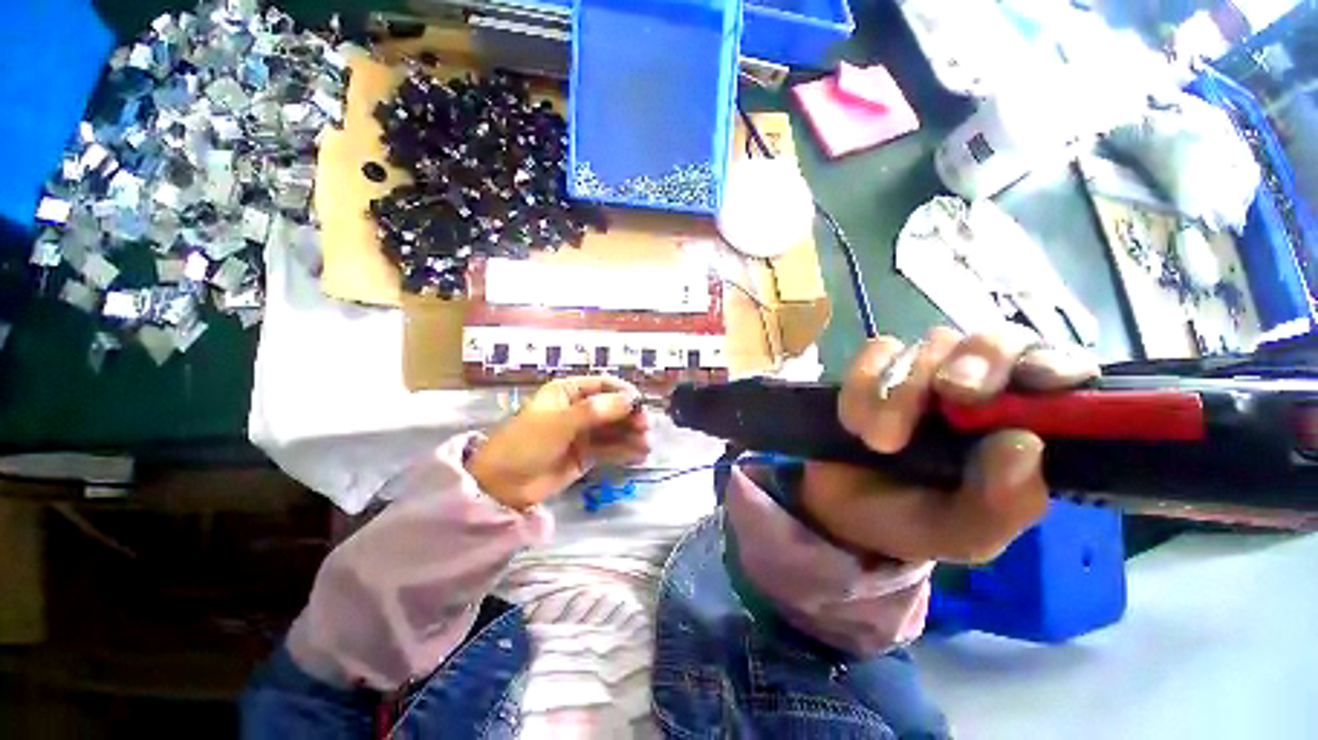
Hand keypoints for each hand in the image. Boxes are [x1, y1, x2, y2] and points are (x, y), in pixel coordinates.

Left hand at [466, 376, 651, 509]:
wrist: (502, 486)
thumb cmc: (526, 444)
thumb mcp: (559, 422)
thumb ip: (595, 411)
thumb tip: (630, 401)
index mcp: (568, 392)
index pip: (603, 385)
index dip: (623, 393)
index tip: (639, 404)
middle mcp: (579, 409)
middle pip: (612, 407)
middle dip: (630, 416)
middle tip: (645, 427)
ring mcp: (584, 433)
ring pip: (614, 429)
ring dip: (632, 434)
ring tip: (646, 445)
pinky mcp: (587, 455)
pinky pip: (611, 449)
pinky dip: (625, 450)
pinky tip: (639, 455)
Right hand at [802, 327, 1098, 563]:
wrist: (836, 508)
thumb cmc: (910, 520)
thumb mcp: (963, 533)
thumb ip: (1002, 505)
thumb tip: (1024, 444)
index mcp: (1018, 426)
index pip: (1057, 373)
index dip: (1055, 363)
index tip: (1043, 380)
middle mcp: (977, 388)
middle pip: (995, 339)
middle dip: (978, 362)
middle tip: (952, 393)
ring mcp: (922, 371)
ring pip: (929, 346)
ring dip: (903, 393)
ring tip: (880, 442)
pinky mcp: (873, 368)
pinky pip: (875, 354)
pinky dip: (862, 388)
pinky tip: (856, 425)